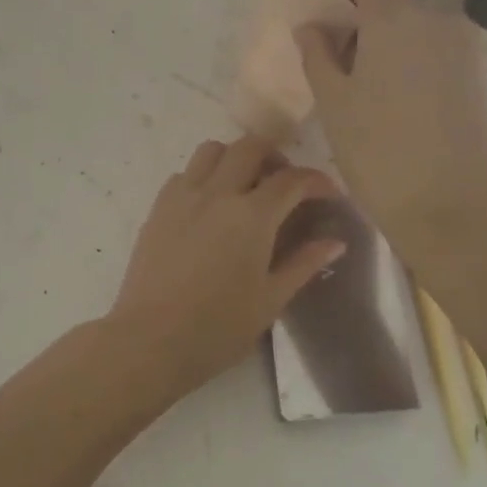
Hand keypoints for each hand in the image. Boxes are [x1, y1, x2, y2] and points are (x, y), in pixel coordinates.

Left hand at [108, 136, 345, 395]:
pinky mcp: (157, 208)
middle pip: (250, 147)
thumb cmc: (219, 327)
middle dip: (274, 155)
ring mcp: (183, 197)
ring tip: (244, 185)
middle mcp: (218, 193)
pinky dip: (202, 177)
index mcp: (252, 216)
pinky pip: (184, 174)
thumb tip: (335, 242)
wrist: (151, 339)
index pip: (292, 180)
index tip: (328, 193)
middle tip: (284, 182)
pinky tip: (208, 206)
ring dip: (234, 158)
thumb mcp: (271, 299)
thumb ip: (304, 264)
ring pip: (212, 151)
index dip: (316, 181)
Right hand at [295, 0, 486, 253]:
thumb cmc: (380, 152)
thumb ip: (318, 55)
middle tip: (328, 44)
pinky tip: (389, 94)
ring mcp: (462, 49)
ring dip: (384, 36)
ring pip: (415, 26)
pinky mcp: (477, 78)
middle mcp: (436, 21)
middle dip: (358, 11)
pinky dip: (408, 56)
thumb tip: (312, 26)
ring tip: (355, 75)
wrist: (456, 208)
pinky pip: (434, 50)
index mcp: (395, 18)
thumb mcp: (334, 104)